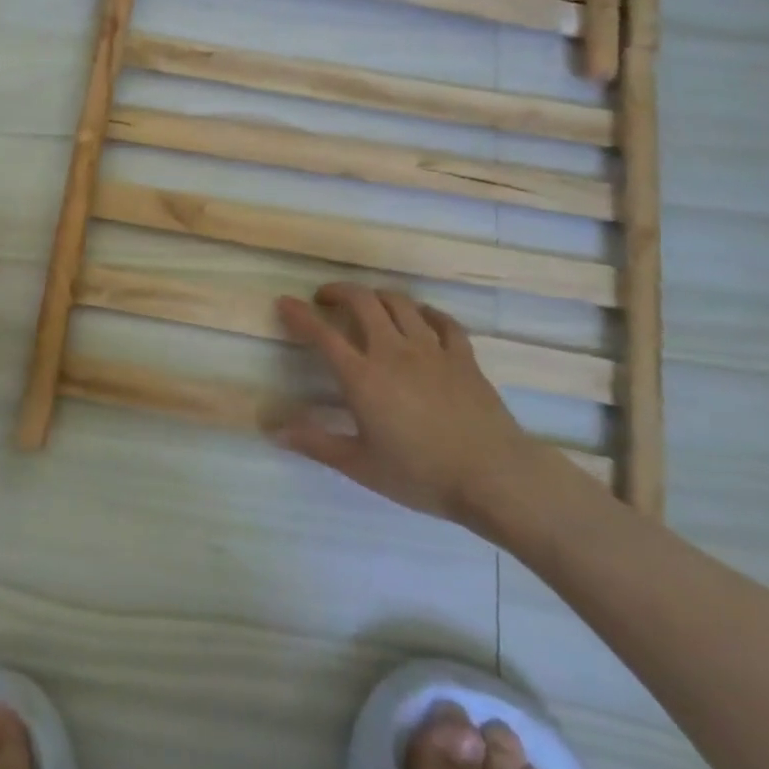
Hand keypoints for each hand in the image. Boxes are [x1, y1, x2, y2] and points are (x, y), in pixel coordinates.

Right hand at [277, 284, 540, 525]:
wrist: (494, 477)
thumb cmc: (420, 474)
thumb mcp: (360, 466)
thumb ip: (316, 443)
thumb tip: (274, 430)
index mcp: (362, 377)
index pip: (322, 334)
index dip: (299, 315)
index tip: (284, 302)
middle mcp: (393, 351)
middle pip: (362, 302)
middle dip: (338, 292)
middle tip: (325, 298)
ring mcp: (431, 350)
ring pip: (400, 303)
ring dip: (377, 296)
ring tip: (368, 303)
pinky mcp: (463, 357)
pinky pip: (442, 321)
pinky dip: (425, 312)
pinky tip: (420, 317)